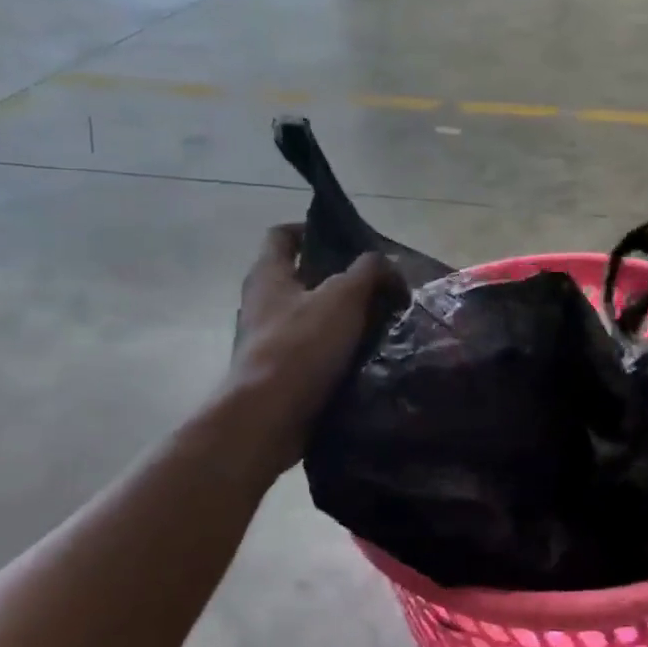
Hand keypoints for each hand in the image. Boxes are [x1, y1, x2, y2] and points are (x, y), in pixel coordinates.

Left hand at [219, 225, 397, 471]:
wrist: (268, 417)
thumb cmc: (300, 346)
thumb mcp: (343, 297)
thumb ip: (368, 272)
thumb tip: (386, 265)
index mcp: (268, 275)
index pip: (282, 235)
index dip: (310, 229)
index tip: (344, 239)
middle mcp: (261, 303)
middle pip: (300, 277)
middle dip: (338, 278)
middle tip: (376, 284)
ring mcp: (267, 340)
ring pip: (309, 315)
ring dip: (341, 316)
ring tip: (380, 320)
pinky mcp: (278, 372)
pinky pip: (312, 349)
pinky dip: (336, 348)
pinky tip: (366, 355)